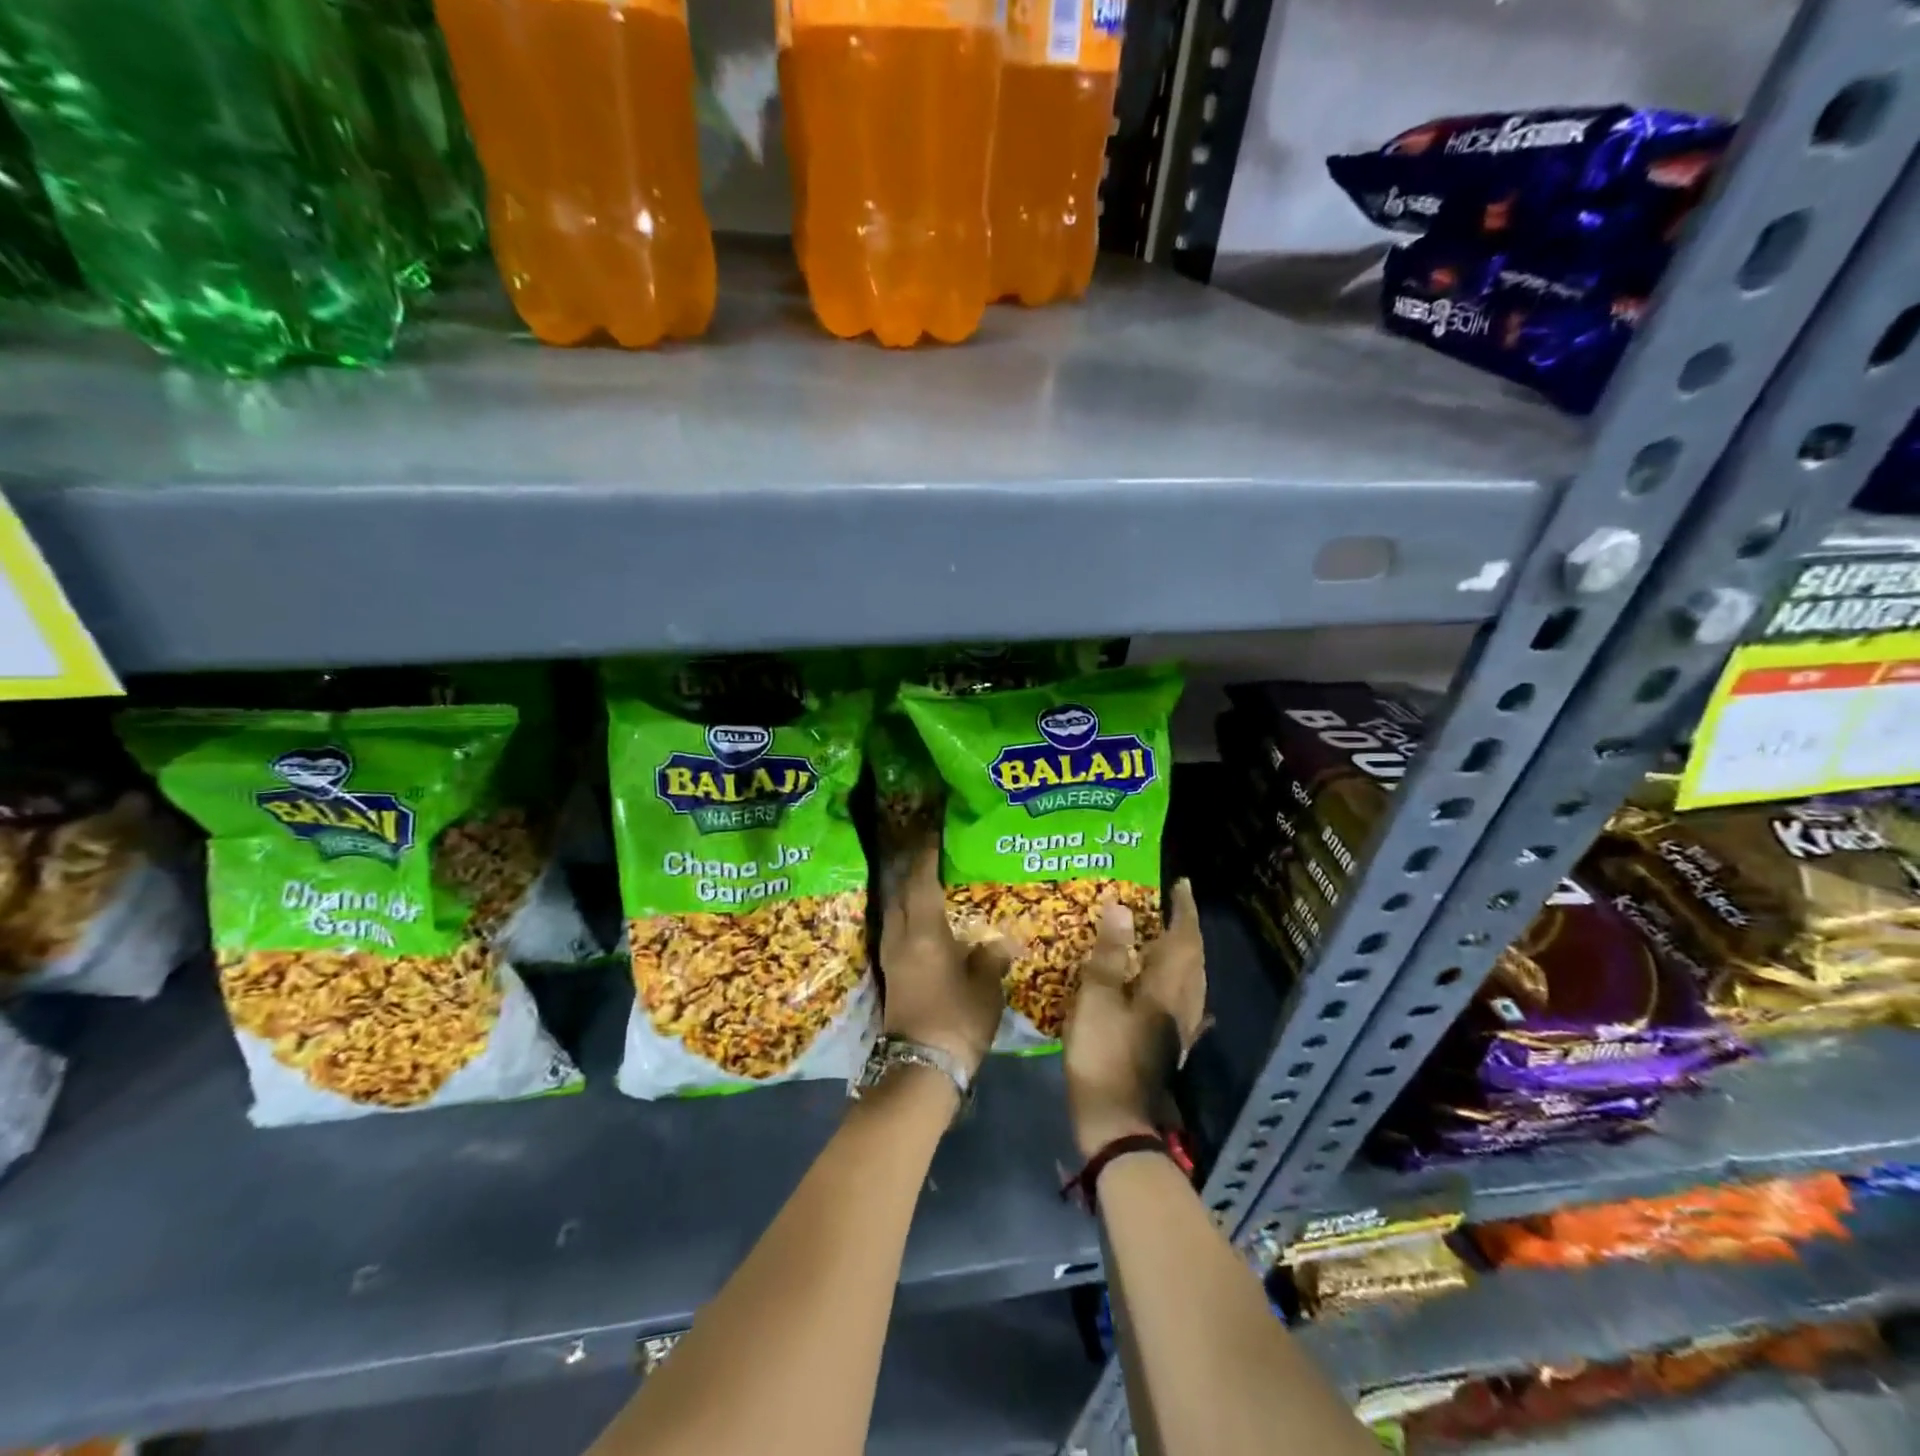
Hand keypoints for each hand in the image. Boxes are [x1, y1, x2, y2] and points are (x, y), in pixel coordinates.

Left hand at [879, 840, 1010, 1077]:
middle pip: (901, 892)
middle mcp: (901, 938)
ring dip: (908, 891)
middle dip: (912, 869)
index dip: (926, 856)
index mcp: (924, 933)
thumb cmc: (957, 1021)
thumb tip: (997, 942)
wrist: (921, 1068)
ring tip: (929, 878)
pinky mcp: (892, 973)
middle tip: (932, 851)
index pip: (921, 882)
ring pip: (896, 911)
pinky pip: (897, 929)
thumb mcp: (985, 988)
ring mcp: (892, 956)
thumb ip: (990, 958)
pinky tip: (924, 916)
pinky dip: (908, 914)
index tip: (933, 833)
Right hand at [1062, 879, 1206, 1157]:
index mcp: (1166, 987)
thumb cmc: (1103, 1053)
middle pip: (1194, 960)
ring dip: (1187, 956)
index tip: (1181, 885)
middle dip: (1187, 929)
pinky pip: (1187, 1008)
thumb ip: (1110, 953)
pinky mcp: (1171, 1048)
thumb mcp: (1097, 998)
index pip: (1183, 938)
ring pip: (1193, 983)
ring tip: (1170, 939)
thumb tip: (1121, 907)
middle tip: (1174, 906)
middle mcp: (1182, 1005)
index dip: (1183, 910)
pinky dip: (1185, 990)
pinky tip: (1180, 996)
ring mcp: (1180, 1030)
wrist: (1116, 1121)